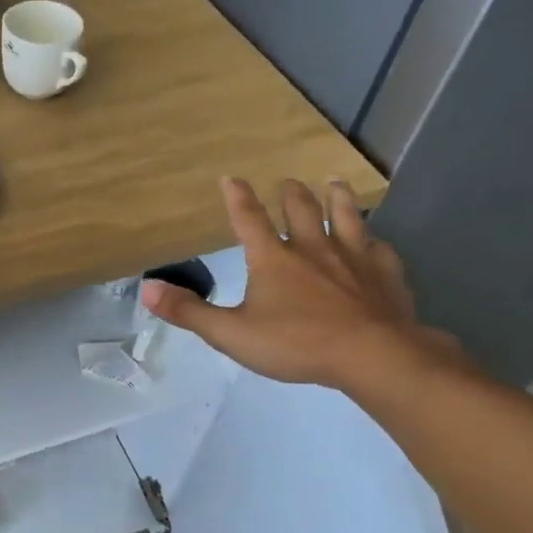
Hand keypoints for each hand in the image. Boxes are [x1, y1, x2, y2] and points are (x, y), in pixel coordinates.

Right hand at [140, 177, 459, 391]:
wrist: (373, 355)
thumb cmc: (296, 343)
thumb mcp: (231, 333)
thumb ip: (189, 312)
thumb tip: (146, 288)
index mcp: (272, 259)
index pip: (249, 219)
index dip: (238, 198)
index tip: (231, 178)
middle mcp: (312, 248)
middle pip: (301, 210)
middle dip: (290, 193)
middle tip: (287, 181)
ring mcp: (353, 258)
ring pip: (345, 217)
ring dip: (336, 198)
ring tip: (334, 183)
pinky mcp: (386, 274)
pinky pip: (379, 248)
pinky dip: (373, 240)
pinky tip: (376, 241)